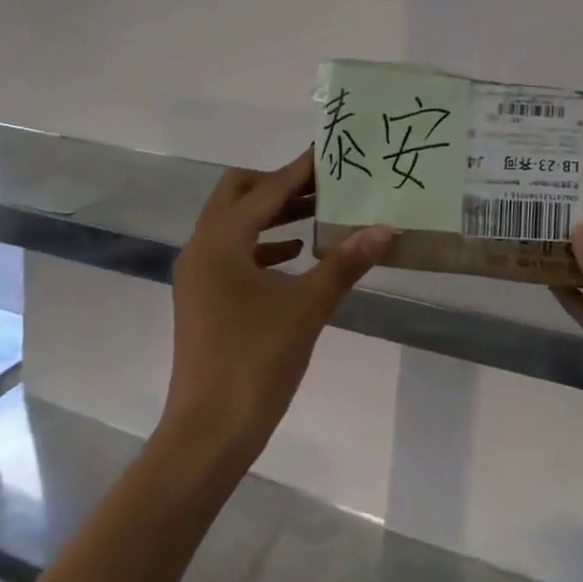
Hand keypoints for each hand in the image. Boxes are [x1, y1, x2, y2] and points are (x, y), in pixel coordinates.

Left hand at [166, 149, 391, 471]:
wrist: (210, 429)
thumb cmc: (257, 361)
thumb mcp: (307, 307)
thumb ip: (345, 263)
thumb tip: (384, 229)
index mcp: (221, 241)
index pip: (265, 190)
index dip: (299, 170)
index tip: (328, 151)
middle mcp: (201, 248)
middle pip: (237, 195)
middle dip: (279, 186)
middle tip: (323, 187)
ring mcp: (198, 274)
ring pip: (234, 224)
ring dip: (272, 215)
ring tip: (318, 214)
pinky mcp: (202, 297)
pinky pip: (232, 253)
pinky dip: (262, 244)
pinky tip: (296, 255)